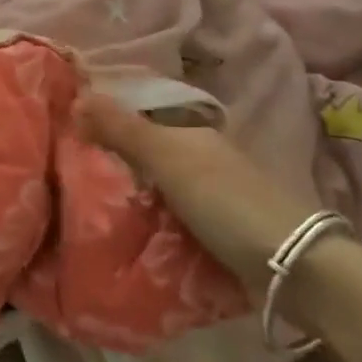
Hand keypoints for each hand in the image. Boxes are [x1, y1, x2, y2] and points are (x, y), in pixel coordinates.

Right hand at [75, 93, 316, 287]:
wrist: (293, 265)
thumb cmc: (226, 201)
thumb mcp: (168, 159)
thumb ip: (123, 130)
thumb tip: (77, 96)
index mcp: (192, 131)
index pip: (140, 115)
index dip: (106, 119)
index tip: (68, 130)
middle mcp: (203, 157)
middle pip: (147, 152)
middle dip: (114, 159)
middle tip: (68, 172)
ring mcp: (213, 195)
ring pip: (158, 186)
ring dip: (130, 194)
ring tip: (85, 205)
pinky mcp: (218, 230)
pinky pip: (170, 217)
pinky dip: (149, 221)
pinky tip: (125, 232)